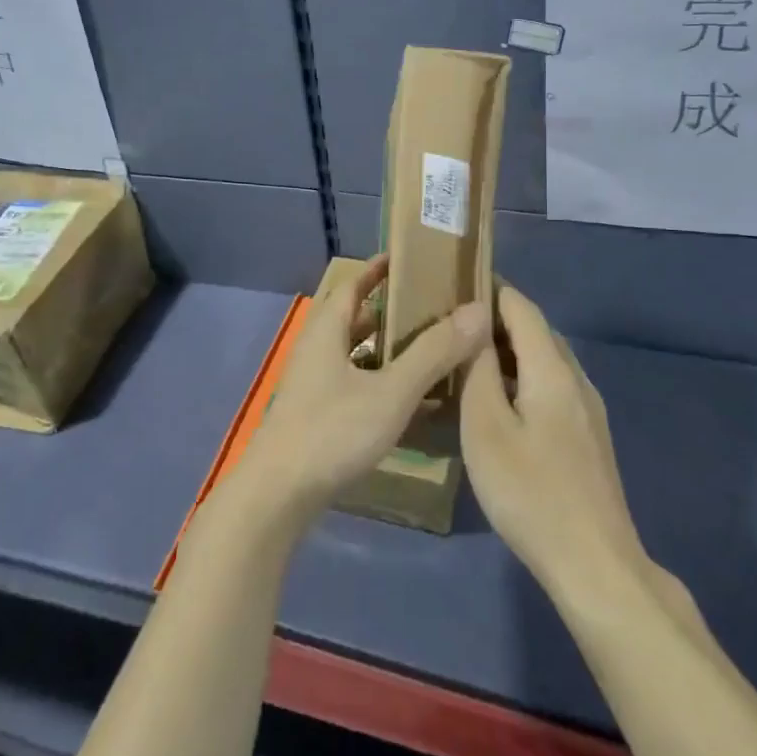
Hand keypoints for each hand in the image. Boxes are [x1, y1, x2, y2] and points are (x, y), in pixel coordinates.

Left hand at [230, 254, 491, 531]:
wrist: (279, 496)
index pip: (352, 284)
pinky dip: (379, 380)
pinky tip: (407, 398)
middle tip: (433, 306)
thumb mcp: (391, 391)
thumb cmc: (333, 432)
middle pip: (354, 317)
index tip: (410, 260)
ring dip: (386, 347)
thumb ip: (433, 352)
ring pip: (354, 352)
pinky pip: (353, 382)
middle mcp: (316, 350)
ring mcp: (313, 384)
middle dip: (390, 310)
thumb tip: (478, 310)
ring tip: (428, 347)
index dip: (378, 270)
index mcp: (327, 331)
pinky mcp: (316, 414)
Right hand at [461, 285, 656, 606]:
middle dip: (496, 318)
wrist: (595, 564)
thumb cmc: (531, 492)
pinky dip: (522, 377)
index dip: (491, 288)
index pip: (522, 307)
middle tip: (451, 322)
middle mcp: (576, 379)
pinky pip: (552, 386)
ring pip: (545, 361)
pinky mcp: (588, 437)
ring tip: (467, 357)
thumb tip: (472, 327)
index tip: (454, 281)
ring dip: (509, 350)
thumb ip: (478, 371)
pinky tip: (498, 401)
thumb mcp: (487, 428)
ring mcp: (588, 410)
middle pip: (537, 331)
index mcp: (552, 369)